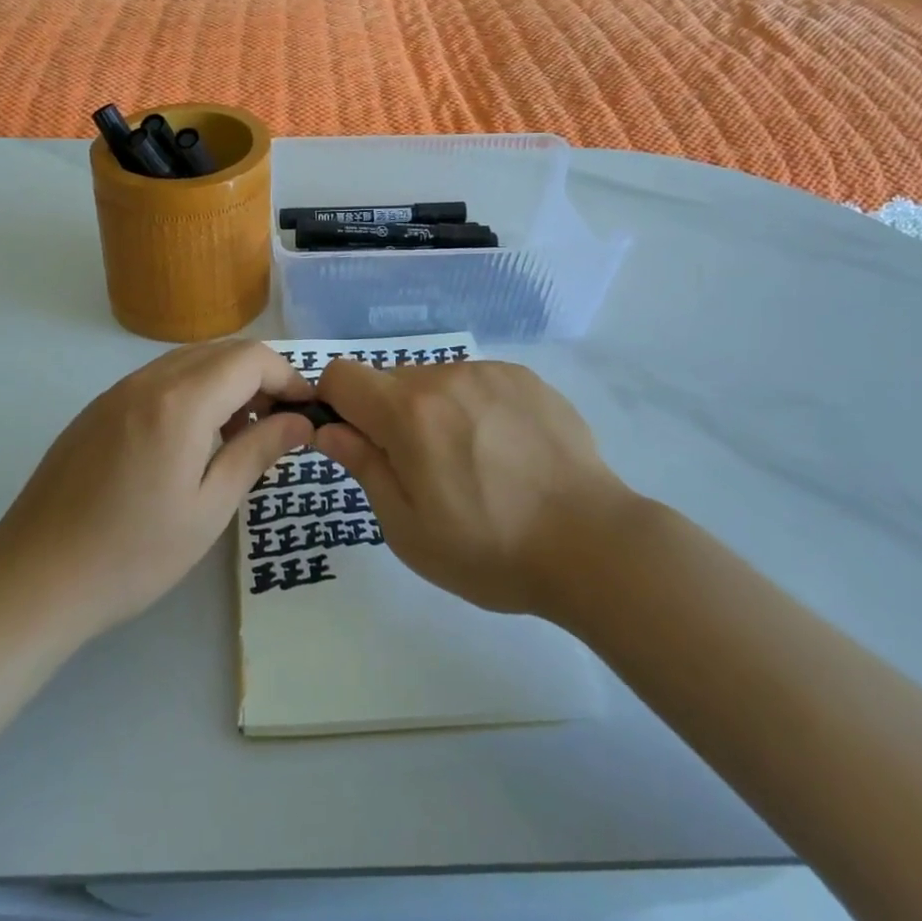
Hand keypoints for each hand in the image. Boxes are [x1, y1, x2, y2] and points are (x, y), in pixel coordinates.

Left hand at [0, 340, 313, 639]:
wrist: (34, 580)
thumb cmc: (132, 554)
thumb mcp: (209, 509)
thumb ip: (257, 452)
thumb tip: (300, 421)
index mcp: (180, 402)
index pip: (251, 359)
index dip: (288, 377)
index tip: (307, 411)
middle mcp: (148, 380)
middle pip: (222, 351)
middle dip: (261, 376)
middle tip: (281, 423)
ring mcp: (117, 391)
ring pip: (189, 361)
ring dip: (226, 381)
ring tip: (241, 432)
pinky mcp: (98, 408)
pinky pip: (159, 378)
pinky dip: (192, 390)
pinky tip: (192, 438)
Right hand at [314, 357, 631, 617]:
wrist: (592, 543)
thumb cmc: (490, 548)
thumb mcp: (408, 528)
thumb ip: (363, 467)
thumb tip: (329, 430)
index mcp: (408, 413)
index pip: (341, 375)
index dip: (336, 404)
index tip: (356, 441)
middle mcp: (445, 377)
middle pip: (390, 381)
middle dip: (389, 416)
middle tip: (422, 470)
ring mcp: (490, 372)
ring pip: (436, 381)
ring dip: (434, 412)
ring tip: (472, 464)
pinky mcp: (526, 378)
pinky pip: (477, 383)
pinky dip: (474, 408)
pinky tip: (506, 452)